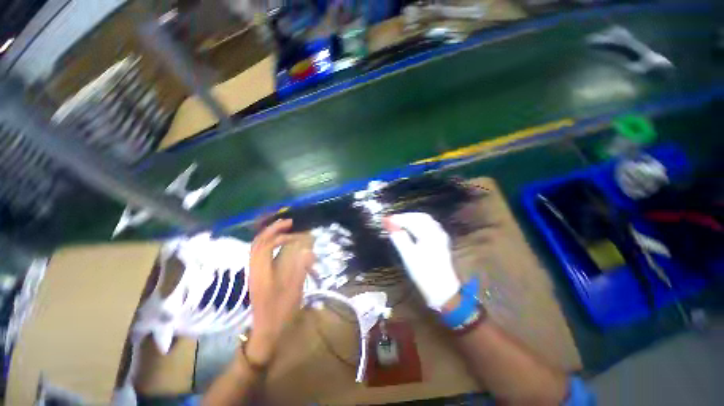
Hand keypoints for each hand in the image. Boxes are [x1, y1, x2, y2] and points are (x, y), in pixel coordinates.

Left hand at [246, 220, 313, 364]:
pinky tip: (279, 244)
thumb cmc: (280, 312)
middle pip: (257, 243)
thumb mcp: (293, 291)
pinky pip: (260, 253)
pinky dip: (269, 244)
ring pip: (257, 247)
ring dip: (269, 235)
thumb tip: (309, 251)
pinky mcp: (258, 275)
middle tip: (288, 223)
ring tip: (284, 229)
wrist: (266, 331)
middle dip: (272, 230)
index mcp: (261, 272)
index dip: (279, 235)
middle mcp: (254, 269)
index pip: (264, 245)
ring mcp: (254, 272)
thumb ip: (301, 269)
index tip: (294, 232)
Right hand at [384, 213, 460, 309]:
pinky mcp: (441, 242)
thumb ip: (399, 239)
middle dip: (406, 217)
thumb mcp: (409, 256)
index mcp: (429, 235)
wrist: (443, 291)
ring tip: (400, 223)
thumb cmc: (424, 274)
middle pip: (421, 217)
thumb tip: (390, 226)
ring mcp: (441, 237)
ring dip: (412, 219)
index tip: (386, 220)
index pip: (412, 220)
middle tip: (393, 220)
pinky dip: (419, 224)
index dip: (398, 219)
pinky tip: (413, 229)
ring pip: (426, 221)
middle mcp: (437, 232)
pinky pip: (430, 226)